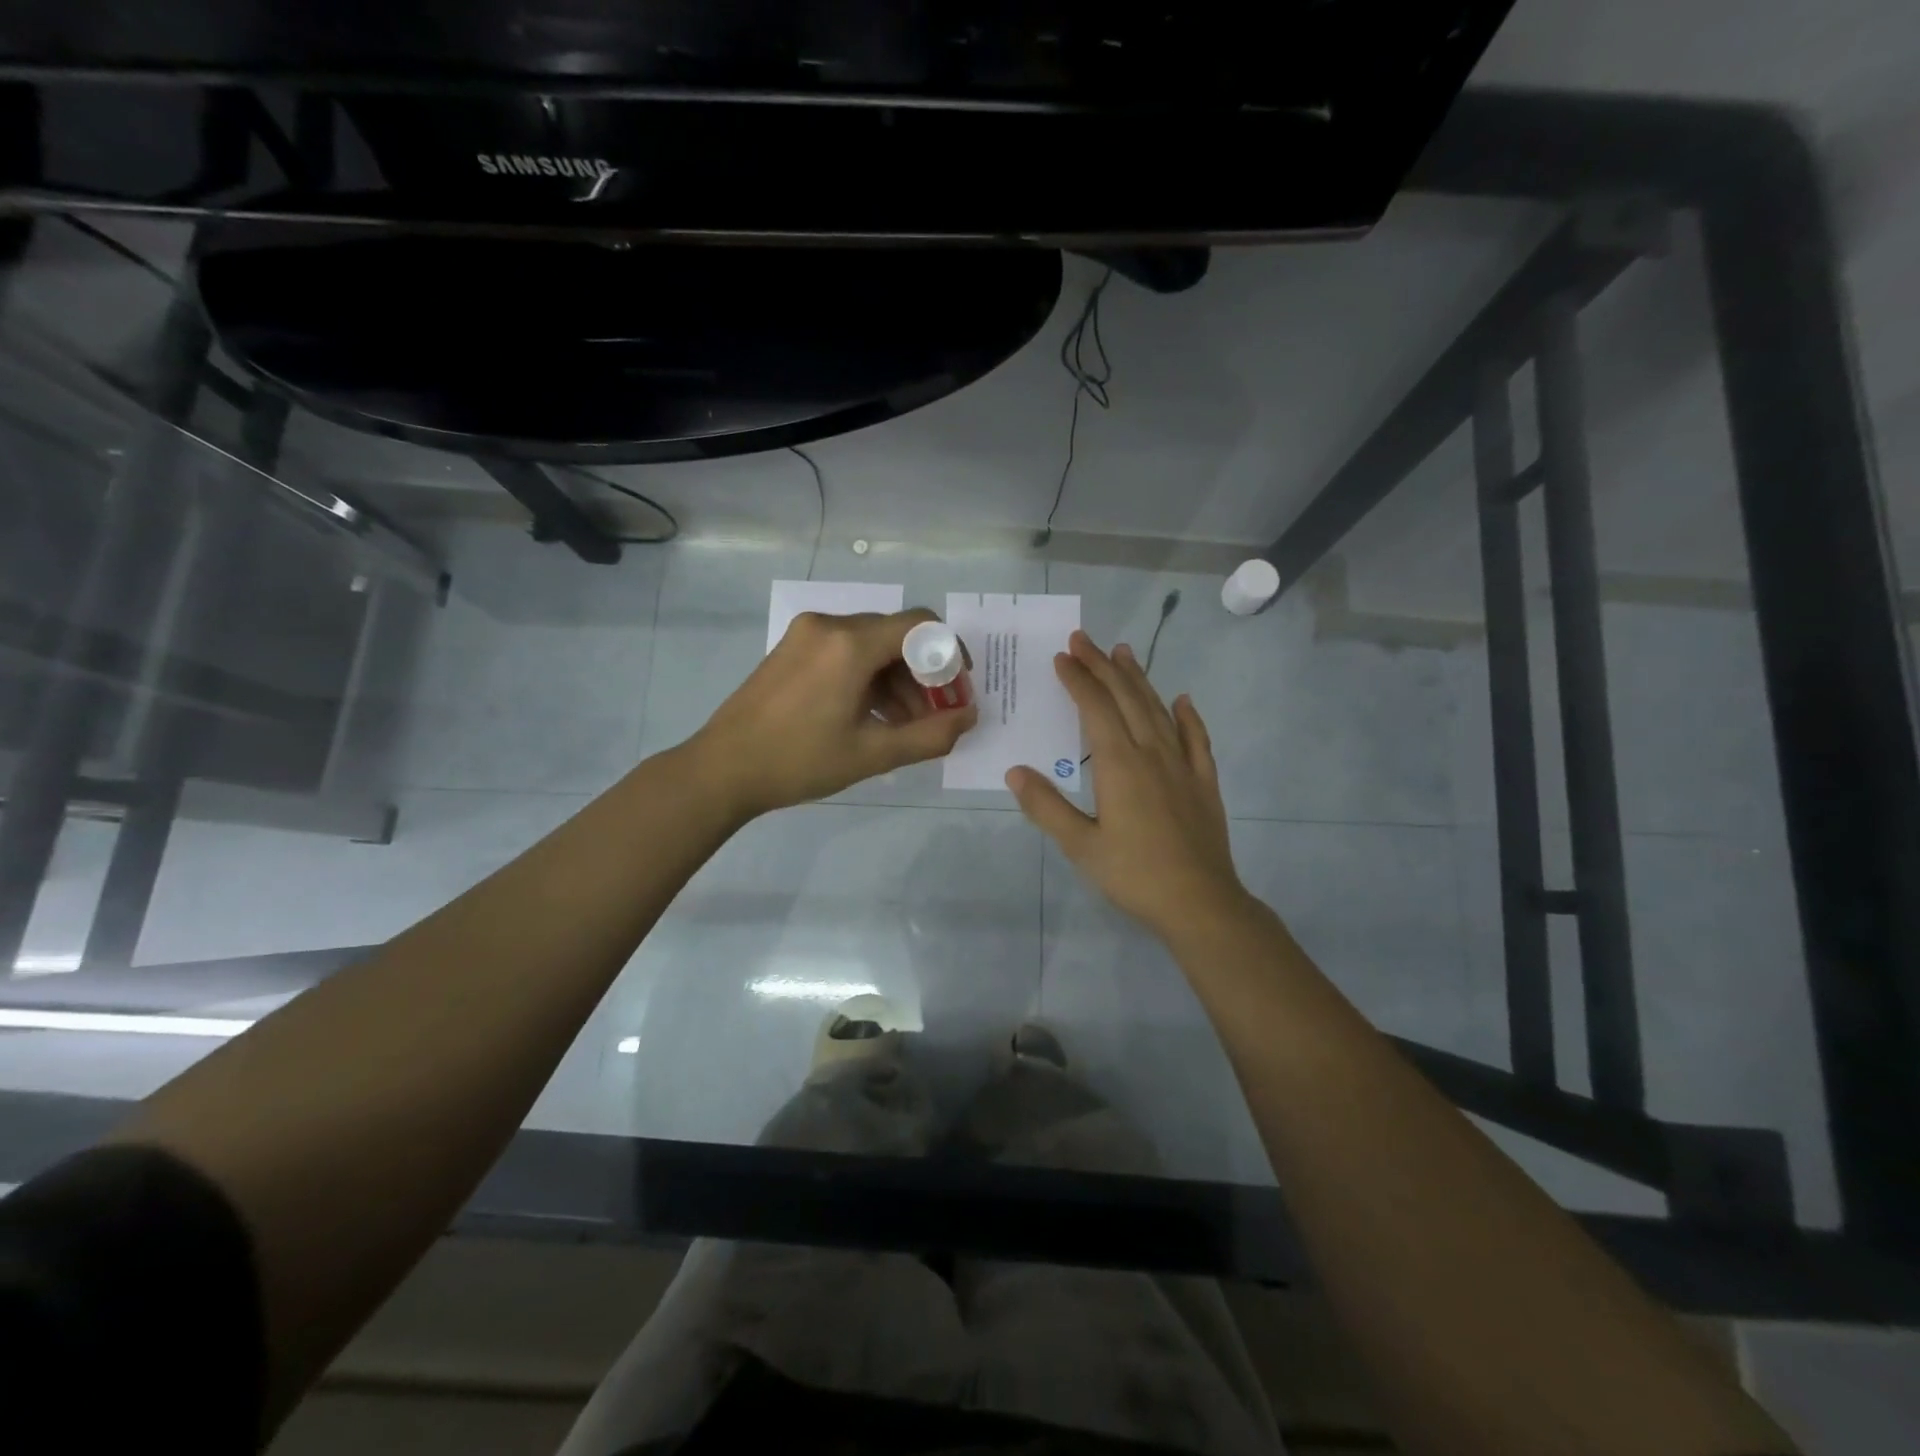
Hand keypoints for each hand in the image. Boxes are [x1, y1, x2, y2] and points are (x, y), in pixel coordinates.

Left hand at [689, 608, 978, 819]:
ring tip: (904, 725)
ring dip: (896, 679)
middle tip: (934, 715)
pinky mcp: (792, 648)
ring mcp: (806, 634)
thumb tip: (969, 718)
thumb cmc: (800, 761)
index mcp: (850, 644)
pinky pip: (844, 651)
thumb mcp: (872, 754)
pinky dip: (867, 677)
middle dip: (923, 674)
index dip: (949, 653)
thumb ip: (930, 735)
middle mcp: (829, 625)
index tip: (958, 688)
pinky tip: (871, 715)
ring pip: (870, 645)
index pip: (920, 626)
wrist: (722, 769)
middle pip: (895, 636)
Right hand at [1007, 631, 1251, 939]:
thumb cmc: (1134, 875)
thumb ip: (1046, 806)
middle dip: (1102, 667)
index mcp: (1120, 765)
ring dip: (1139, 680)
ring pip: (1158, 710)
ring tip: (1123, 653)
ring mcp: (1183, 766)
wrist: (1200, 903)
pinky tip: (1182, 701)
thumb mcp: (1081, 846)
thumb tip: (1015, 771)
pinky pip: (1197, 740)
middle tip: (1084, 639)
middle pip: (1126, 699)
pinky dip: (1188, 717)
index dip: (1078, 680)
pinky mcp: (1204, 782)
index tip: (1062, 656)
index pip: (1095, 709)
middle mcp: (1152, 754)